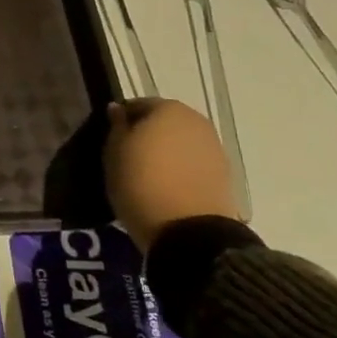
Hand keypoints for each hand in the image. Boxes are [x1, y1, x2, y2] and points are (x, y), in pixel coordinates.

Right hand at [104, 97, 240, 253]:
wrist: (190, 233)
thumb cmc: (141, 183)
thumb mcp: (114, 153)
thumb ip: (116, 126)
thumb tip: (117, 109)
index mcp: (168, 109)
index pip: (137, 105)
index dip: (121, 120)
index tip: (111, 139)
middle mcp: (196, 121)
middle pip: (164, 122)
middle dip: (147, 134)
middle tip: (127, 156)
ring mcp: (215, 149)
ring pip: (181, 142)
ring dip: (165, 152)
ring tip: (147, 175)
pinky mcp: (224, 175)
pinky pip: (194, 163)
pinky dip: (181, 169)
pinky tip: (167, 186)